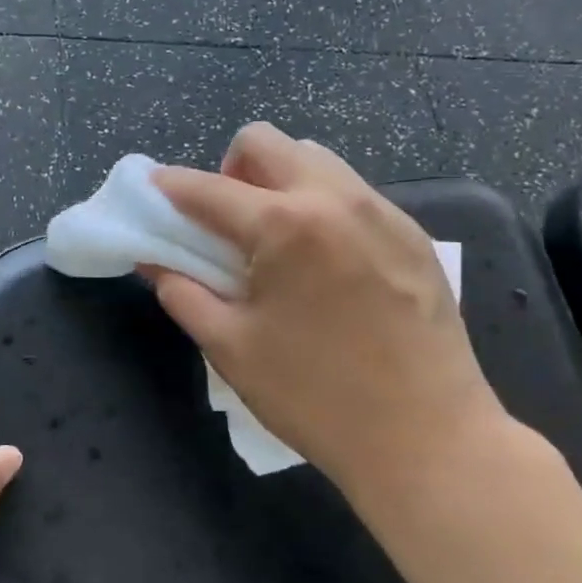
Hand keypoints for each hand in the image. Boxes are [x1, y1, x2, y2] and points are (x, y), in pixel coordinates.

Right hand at [149, 123, 521, 505]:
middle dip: (230, 169)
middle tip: (226, 222)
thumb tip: (154, 260)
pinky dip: (319, 204)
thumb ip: (182, 292)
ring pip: (314, 158)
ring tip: (276, 239)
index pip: (208, 188)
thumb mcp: (231, 347)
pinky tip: (322, 260)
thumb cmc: (315, 396)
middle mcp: (334, 199)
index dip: (169, 186)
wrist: (429, 440)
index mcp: (284, 225)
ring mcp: (381, 212)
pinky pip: (351, 192)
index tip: (152, 190)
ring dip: (278, 180)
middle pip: (265, 142)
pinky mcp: (412, 234)